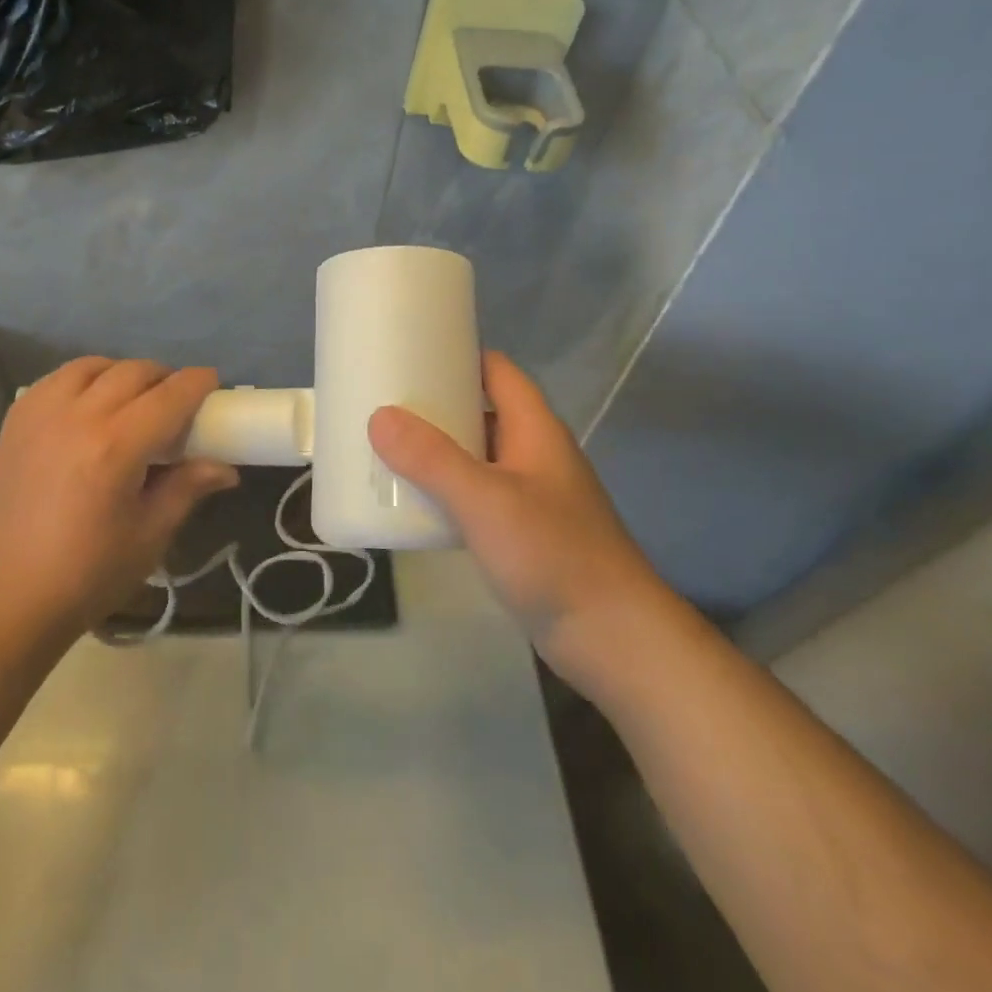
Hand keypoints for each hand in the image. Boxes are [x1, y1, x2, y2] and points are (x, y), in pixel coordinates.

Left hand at [0, 359, 238, 648]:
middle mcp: (78, 416)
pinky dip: (84, 380)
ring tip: (133, 400)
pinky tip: (90, 405)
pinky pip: (57, 379)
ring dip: (122, 374)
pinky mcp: (15, 421)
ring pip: (93, 366)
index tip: (213, 385)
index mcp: (116, 446)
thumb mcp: (148, 537)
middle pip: (134, 372)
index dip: (198, 383)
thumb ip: (186, 489)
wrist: (2, 599)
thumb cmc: (84, 577)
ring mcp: (41, 413)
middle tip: (178, 402)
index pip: (170, 395)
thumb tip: (225, 468)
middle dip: (165, 378)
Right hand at [368, 352, 674, 673]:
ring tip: (387, 446)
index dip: (458, 355)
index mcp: (534, 429)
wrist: (612, 638)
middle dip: (436, 405)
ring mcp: (530, 494)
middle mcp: (533, 453)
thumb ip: (432, 459)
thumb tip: (380, 416)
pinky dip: (446, 489)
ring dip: (438, 450)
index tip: (410, 353)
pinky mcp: (522, 532)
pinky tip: (414, 501)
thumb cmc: (553, 554)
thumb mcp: (485, 500)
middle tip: (384, 402)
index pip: (497, 371)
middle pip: (482, 411)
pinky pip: (477, 495)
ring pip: (477, 455)